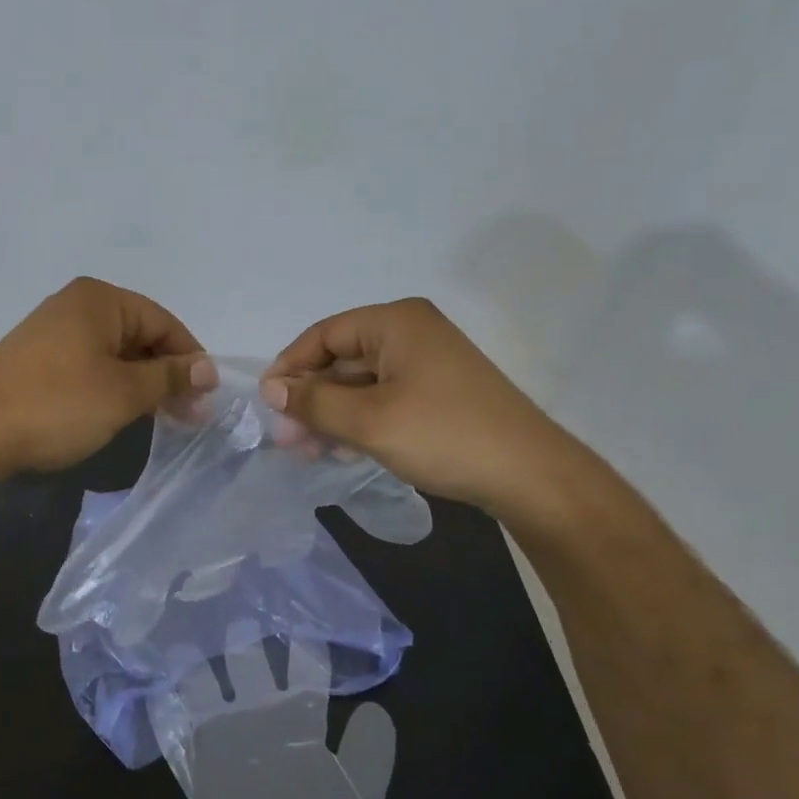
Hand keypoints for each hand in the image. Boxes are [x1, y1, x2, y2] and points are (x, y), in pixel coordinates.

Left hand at [0, 277, 213, 474]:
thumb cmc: (57, 405)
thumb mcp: (123, 393)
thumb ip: (169, 377)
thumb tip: (208, 368)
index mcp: (100, 300)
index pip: (163, 322)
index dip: (190, 359)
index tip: (206, 399)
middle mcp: (76, 306)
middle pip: (139, 335)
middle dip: (166, 374)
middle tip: (188, 415)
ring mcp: (52, 331)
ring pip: (115, 353)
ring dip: (140, 383)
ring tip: (157, 418)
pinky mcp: (37, 358)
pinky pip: (89, 365)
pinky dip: (111, 386)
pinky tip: (118, 413)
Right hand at [259, 297, 599, 529]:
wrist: (530, 475)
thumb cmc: (444, 436)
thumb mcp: (369, 421)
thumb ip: (314, 402)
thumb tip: (271, 389)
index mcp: (395, 322)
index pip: (323, 335)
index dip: (290, 368)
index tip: (268, 405)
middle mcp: (410, 332)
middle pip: (341, 358)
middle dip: (310, 398)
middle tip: (287, 439)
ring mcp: (427, 362)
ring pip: (360, 382)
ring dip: (331, 413)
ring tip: (309, 451)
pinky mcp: (437, 391)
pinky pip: (383, 397)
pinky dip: (359, 420)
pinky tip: (342, 450)